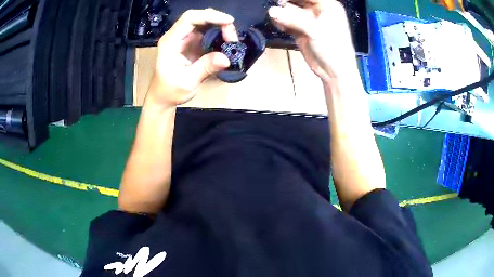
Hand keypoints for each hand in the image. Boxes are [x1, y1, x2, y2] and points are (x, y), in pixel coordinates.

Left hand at [146, 9, 238, 106]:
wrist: (163, 97)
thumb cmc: (170, 90)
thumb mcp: (188, 81)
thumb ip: (205, 68)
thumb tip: (226, 59)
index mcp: (171, 42)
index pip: (189, 19)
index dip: (210, 16)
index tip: (229, 22)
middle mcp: (177, 36)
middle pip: (198, 18)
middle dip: (218, 22)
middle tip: (232, 37)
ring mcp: (184, 39)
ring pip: (204, 24)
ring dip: (220, 28)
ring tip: (231, 40)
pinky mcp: (191, 43)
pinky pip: (206, 33)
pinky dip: (218, 35)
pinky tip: (226, 43)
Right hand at [269, 0, 359, 85]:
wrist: (334, 72)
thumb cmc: (333, 48)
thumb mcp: (315, 30)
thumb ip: (293, 19)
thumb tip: (271, 11)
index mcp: (327, 5)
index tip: (281, 1)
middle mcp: (317, 10)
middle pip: (296, 0)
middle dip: (285, 3)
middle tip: (276, 8)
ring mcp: (308, 20)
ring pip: (289, 10)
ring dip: (281, 13)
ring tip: (278, 20)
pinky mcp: (301, 29)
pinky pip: (287, 21)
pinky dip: (281, 23)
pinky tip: (280, 26)